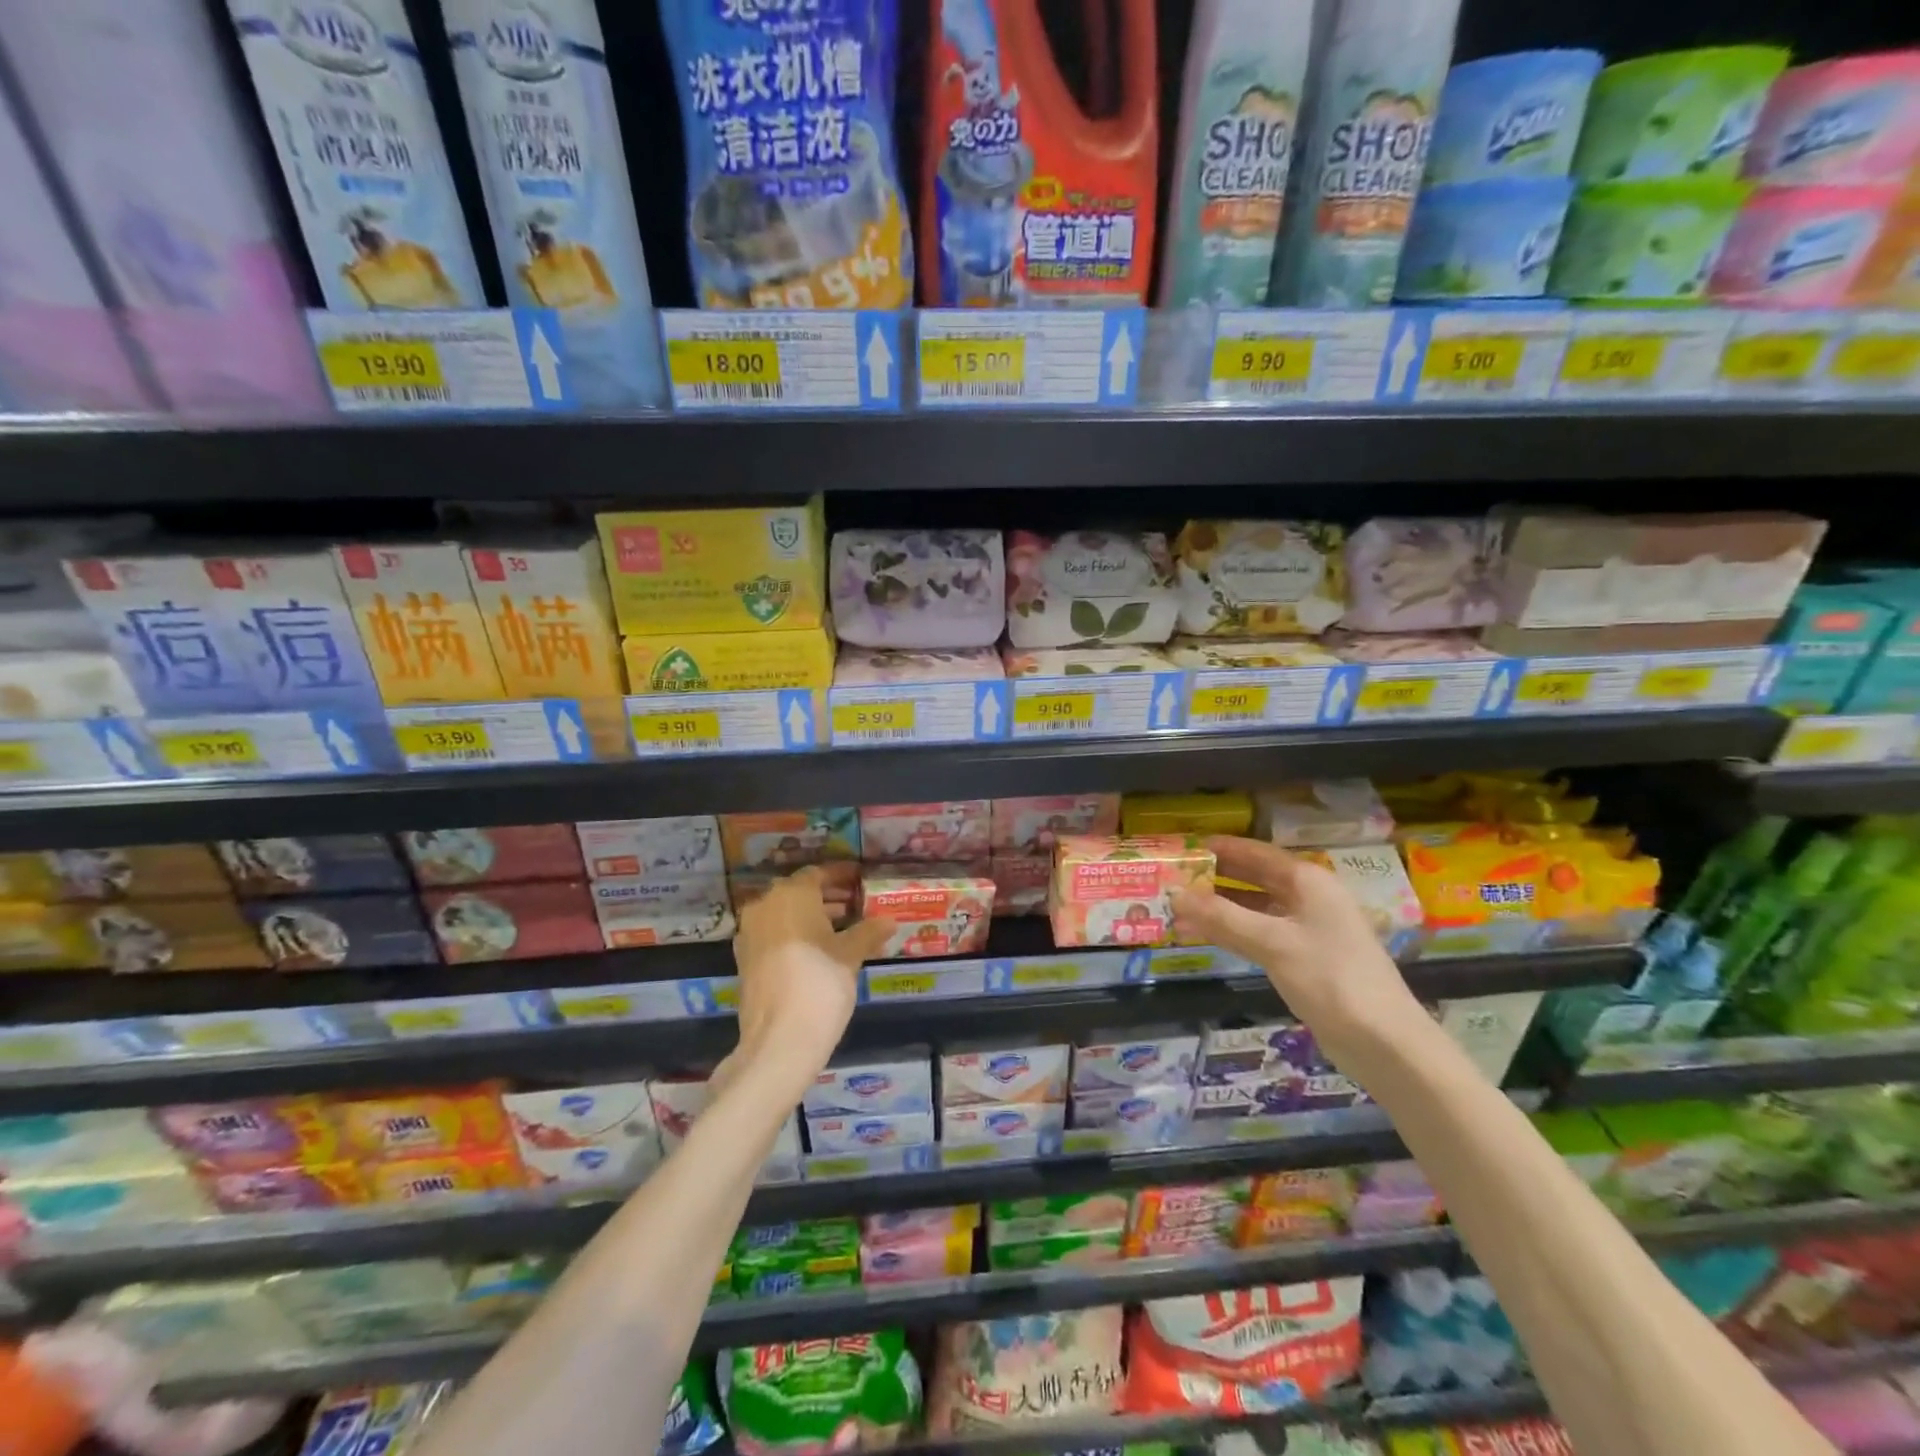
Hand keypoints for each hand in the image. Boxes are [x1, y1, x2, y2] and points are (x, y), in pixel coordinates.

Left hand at [724, 867, 894, 1089]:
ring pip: (784, 913)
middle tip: (856, 904)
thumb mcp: (851, 955)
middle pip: (799, 892)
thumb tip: (889, 920)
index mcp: (791, 895)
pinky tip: (819, 950)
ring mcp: (750, 933)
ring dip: (811, 916)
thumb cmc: (820, 985)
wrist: (778, 1041)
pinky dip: (795, 934)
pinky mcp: (745, 959)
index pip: (818, 874)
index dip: (841, 876)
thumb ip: (869, 932)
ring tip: (843, 928)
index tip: (860, 880)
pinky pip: (774, 934)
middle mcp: (765, 905)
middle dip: (827, 896)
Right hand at [1172, 836, 1429, 1073]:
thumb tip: (1174, 894)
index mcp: (1307, 881)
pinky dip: (1232, 930)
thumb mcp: (1272, 943)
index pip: (1254, 852)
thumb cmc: (1330, 979)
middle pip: (1254, 877)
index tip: (1182, 847)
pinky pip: (1260, 932)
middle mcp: (1309, 897)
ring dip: (1219, 906)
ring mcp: (1308, 928)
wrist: (1384, 1042)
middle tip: (1173, 876)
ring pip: (1254, 907)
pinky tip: (1204, 934)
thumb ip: (1221, 917)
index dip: (1218, 848)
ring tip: (1178, 906)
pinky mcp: (1305, 956)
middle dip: (1215, 877)